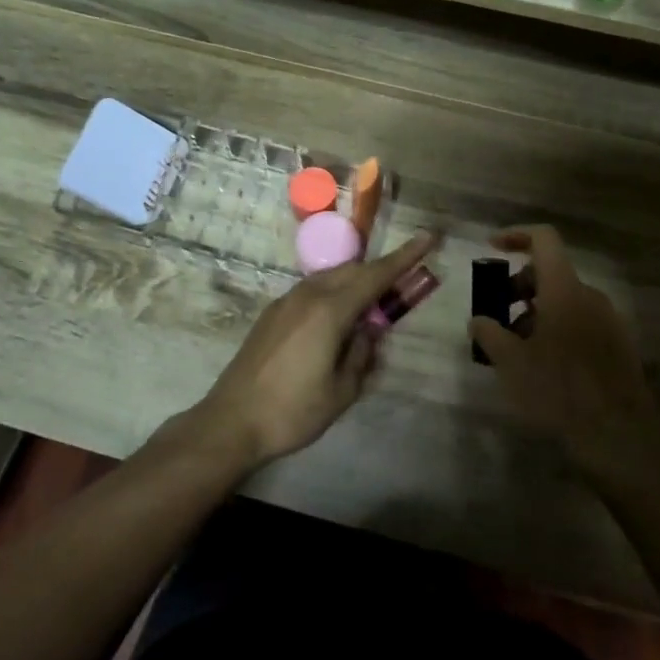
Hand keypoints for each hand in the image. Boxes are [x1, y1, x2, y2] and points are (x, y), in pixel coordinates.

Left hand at [194, 231, 439, 469]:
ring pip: (330, 279)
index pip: (376, 275)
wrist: (231, 421)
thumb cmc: (293, 411)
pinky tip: (337, 323)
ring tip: (372, 308)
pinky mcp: (272, 314)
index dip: (405, 257)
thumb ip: (362, 353)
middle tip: (403, 284)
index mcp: (329, 310)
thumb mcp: (342, 390)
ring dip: (355, 284)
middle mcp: (307, 295)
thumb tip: (369, 332)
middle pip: (353, 271)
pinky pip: (312, 292)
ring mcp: (286, 302)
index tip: (428, 237)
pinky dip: (333, 296)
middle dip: (381, 272)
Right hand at [468, 226, 659, 485]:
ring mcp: (609, 320)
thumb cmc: (559, 391)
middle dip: (518, 287)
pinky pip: (580, 321)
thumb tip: (478, 320)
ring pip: (565, 300)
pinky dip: (556, 328)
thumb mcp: (511, 363)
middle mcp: (590, 296)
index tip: (492, 248)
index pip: (544, 239)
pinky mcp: (618, 345)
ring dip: (536, 312)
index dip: (516, 235)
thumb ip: (489, 334)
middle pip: (551, 272)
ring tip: (515, 348)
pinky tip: (543, 364)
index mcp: (565, 289)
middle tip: (496, 317)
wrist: (619, 437)